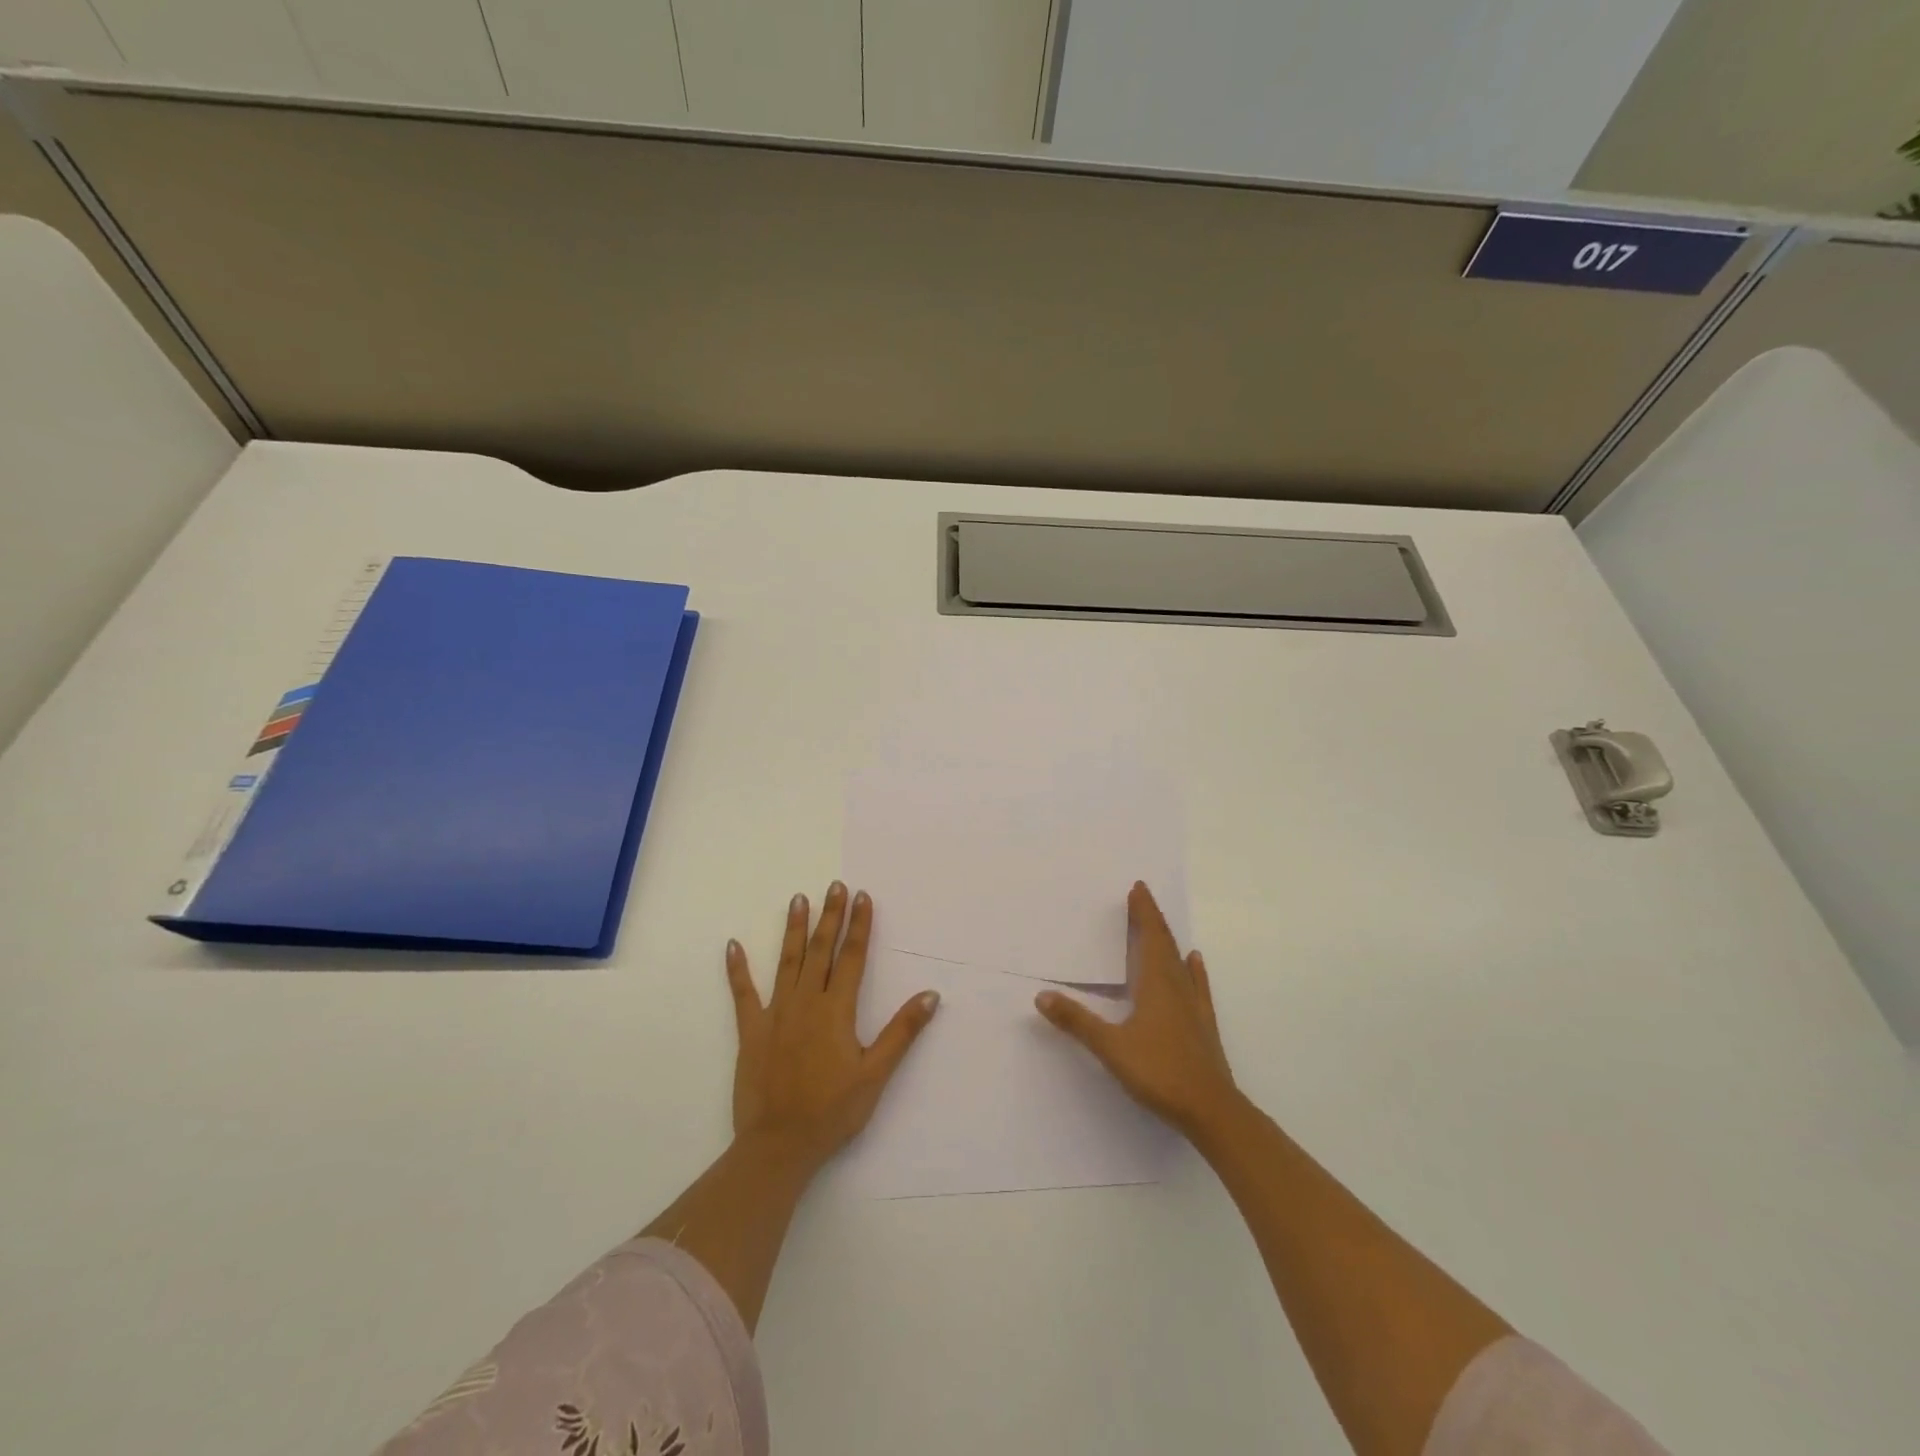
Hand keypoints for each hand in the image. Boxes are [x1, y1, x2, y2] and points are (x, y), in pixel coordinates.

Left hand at [726, 881, 939, 1172]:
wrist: (778, 1145)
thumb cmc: (832, 1111)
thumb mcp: (875, 1074)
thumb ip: (902, 1032)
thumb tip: (931, 995)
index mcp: (837, 1010)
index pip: (852, 957)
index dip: (859, 925)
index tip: (862, 896)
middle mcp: (806, 1002)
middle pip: (821, 950)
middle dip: (830, 916)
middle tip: (834, 886)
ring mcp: (775, 1014)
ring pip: (787, 961)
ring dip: (794, 929)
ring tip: (798, 899)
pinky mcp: (750, 1031)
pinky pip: (743, 994)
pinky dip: (738, 969)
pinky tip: (733, 945)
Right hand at [1035, 881, 1239, 1137]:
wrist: (1212, 1111)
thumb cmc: (1160, 1072)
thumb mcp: (1110, 1047)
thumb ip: (1077, 1021)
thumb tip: (1042, 996)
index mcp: (1156, 985)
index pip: (1150, 937)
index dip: (1144, 913)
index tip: (1138, 888)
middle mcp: (1177, 988)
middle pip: (1165, 945)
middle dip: (1152, 920)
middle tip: (1142, 897)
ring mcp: (1194, 1007)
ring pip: (1180, 963)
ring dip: (1168, 941)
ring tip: (1160, 926)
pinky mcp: (1203, 1026)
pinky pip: (1197, 987)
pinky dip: (1194, 971)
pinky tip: (1195, 963)